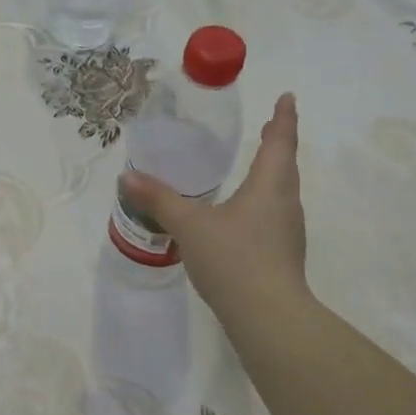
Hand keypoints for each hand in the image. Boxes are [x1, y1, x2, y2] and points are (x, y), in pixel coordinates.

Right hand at [119, 93, 309, 312]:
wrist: (268, 316)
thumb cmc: (233, 259)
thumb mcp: (189, 226)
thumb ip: (159, 200)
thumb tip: (127, 177)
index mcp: (269, 186)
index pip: (280, 142)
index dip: (284, 118)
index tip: (288, 98)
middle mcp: (285, 203)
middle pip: (285, 165)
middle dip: (277, 144)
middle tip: (269, 126)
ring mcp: (288, 232)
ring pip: (282, 192)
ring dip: (272, 173)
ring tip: (256, 166)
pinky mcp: (283, 255)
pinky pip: (274, 215)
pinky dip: (263, 201)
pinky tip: (243, 215)